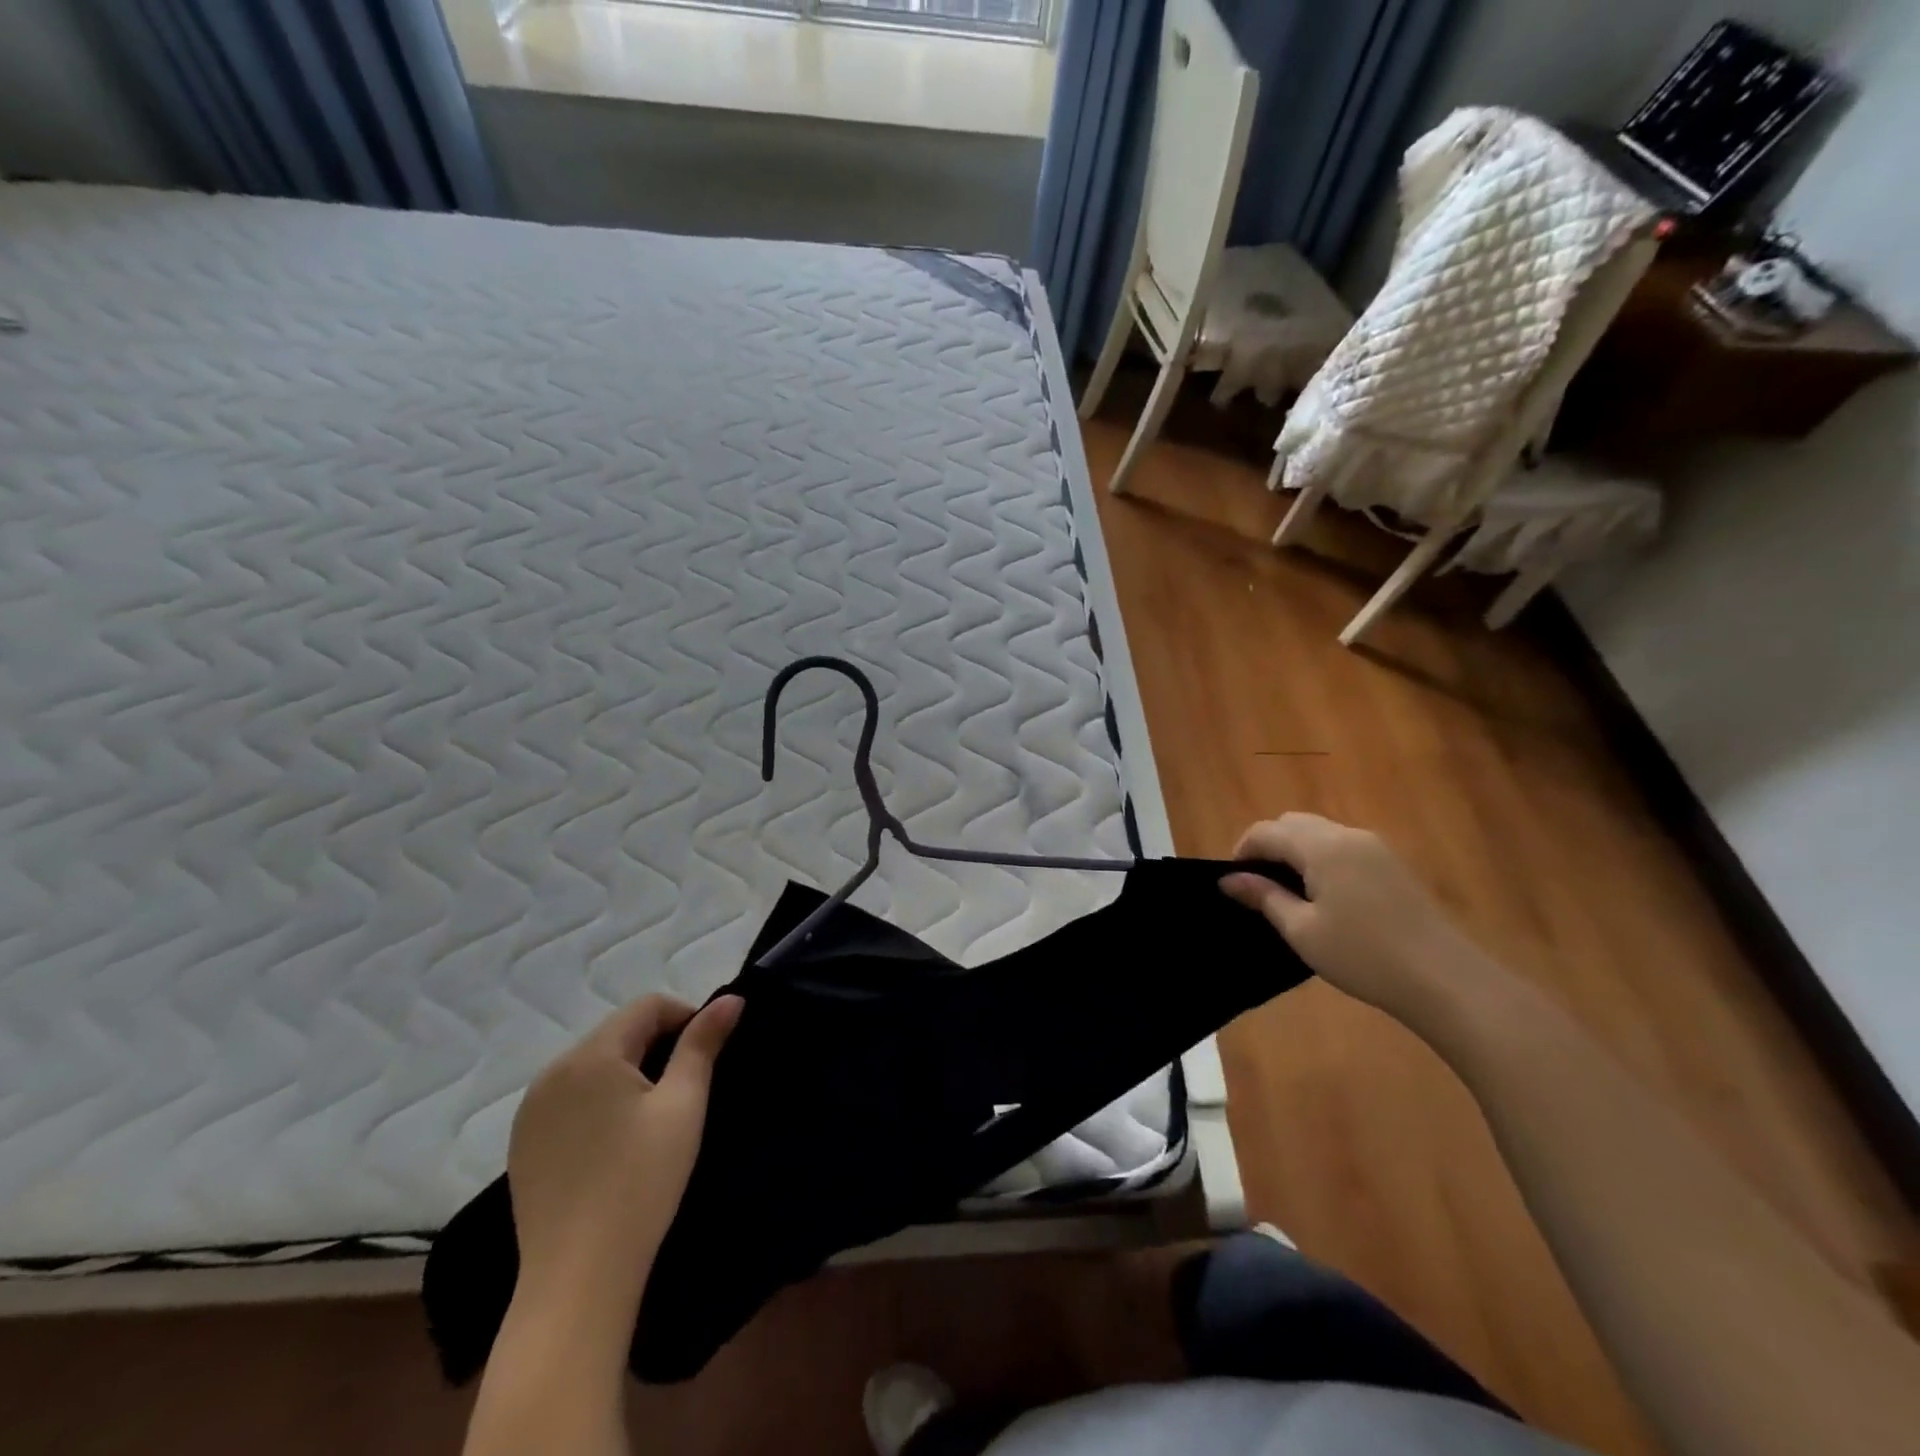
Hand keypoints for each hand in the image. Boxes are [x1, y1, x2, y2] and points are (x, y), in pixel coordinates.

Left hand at [506, 993, 742, 1307]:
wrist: (577, 1279)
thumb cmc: (640, 1182)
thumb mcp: (683, 1105)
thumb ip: (703, 1044)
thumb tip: (731, 999)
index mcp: (591, 1056)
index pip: (647, 1006)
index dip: (686, 1017)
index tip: (708, 1053)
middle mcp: (552, 1072)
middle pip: (618, 1032)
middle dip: (657, 1044)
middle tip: (687, 1086)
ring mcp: (530, 1110)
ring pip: (593, 1065)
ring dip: (629, 1071)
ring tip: (654, 1114)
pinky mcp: (523, 1143)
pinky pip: (570, 1097)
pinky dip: (599, 1100)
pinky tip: (615, 1141)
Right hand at [1220, 813, 1483, 1020]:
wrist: (1445, 980)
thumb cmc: (1363, 956)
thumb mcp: (1303, 931)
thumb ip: (1264, 897)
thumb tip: (1229, 879)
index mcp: (1322, 846)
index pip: (1267, 831)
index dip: (1242, 851)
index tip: (1233, 882)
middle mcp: (1348, 835)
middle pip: (1294, 823)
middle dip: (1268, 846)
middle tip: (1258, 886)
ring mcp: (1375, 847)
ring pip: (1320, 833)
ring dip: (1296, 851)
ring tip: (1288, 892)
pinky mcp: (1393, 864)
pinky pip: (1343, 847)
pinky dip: (1321, 858)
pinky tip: (1325, 896)